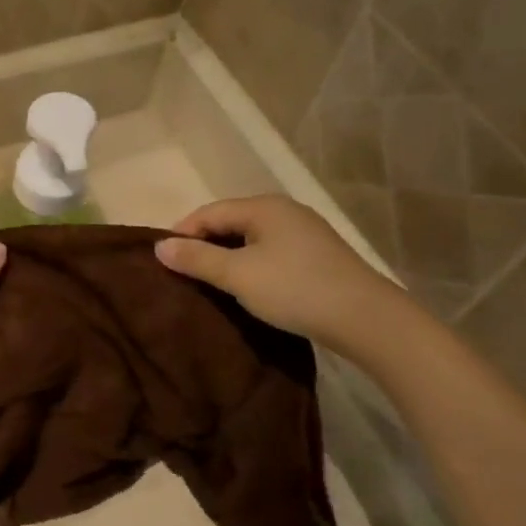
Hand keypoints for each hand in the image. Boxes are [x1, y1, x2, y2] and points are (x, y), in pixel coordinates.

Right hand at [154, 196, 413, 359]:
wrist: (365, 318)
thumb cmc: (294, 289)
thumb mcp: (238, 275)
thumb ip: (197, 258)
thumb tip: (160, 246)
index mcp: (263, 207)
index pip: (208, 212)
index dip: (182, 233)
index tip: (163, 262)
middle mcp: (284, 211)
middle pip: (230, 222)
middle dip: (204, 245)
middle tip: (183, 275)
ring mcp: (305, 232)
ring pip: (251, 239)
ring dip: (227, 257)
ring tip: (209, 284)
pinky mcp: (317, 256)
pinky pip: (270, 252)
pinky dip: (250, 265)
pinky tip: (247, 287)